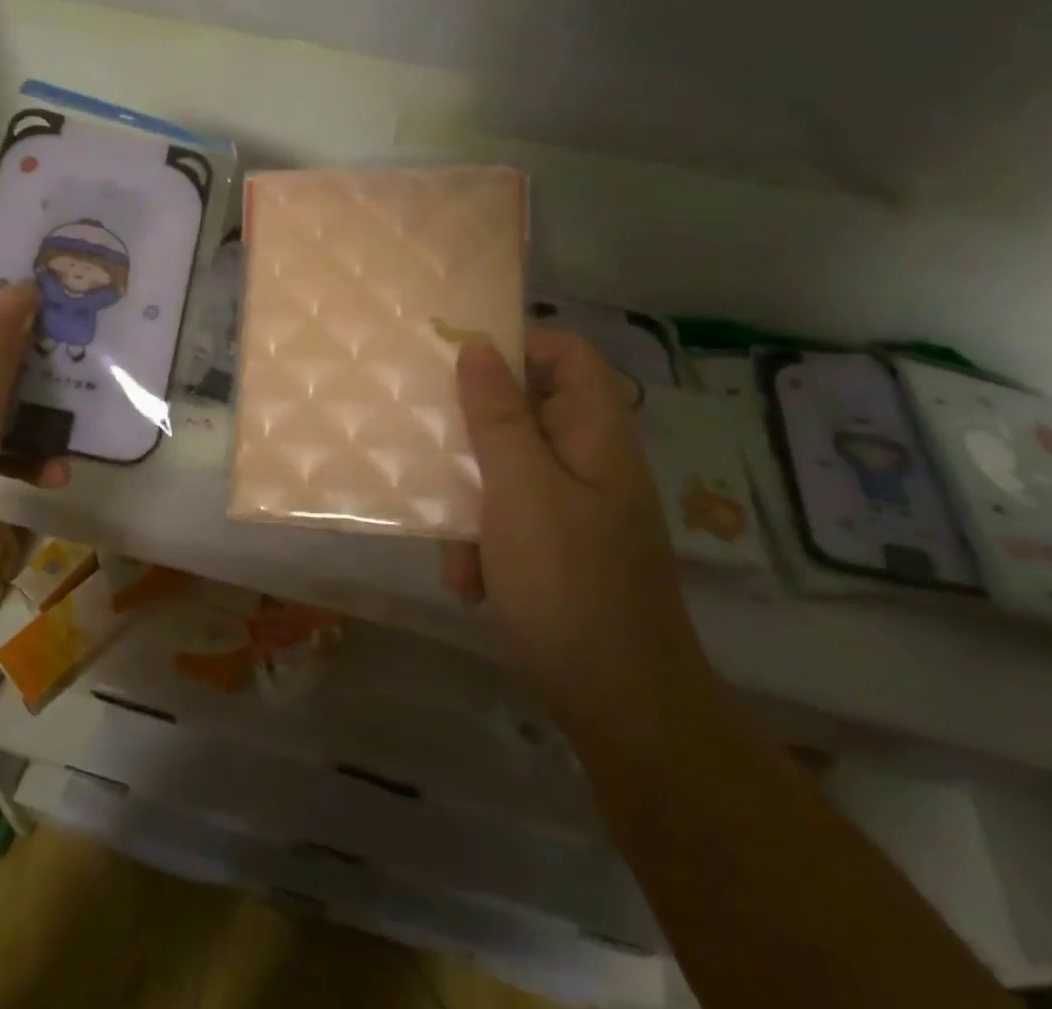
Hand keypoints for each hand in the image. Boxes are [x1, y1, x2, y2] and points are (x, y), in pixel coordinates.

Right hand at [445, 329, 705, 725]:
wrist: (618, 706)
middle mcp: (588, 460)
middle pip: (525, 410)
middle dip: (473, 439)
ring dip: (470, 503)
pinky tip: (469, 583)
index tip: (456, 364)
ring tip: (454, 549)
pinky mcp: (557, 546)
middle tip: (433, 450)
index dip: (516, 345)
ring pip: (506, 468)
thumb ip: (497, 416)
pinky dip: (483, 542)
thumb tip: (477, 347)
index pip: (566, 353)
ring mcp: (574, 505)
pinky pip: (508, 517)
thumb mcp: (520, 490)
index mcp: (594, 433)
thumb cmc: (568, 583)